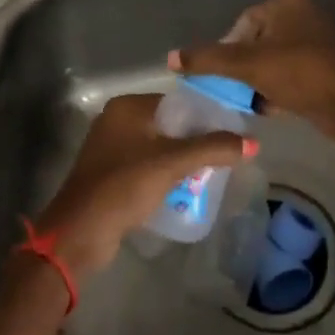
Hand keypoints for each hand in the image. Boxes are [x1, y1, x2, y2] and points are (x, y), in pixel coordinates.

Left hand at [32, 93, 256, 279]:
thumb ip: (212, 148)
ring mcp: (110, 148)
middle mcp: (116, 120)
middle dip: (194, 140)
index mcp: (127, 107)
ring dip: (180, 160)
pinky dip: (164, 174)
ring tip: (210, 174)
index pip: (176, 102)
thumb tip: (253, 142)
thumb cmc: (125, 185)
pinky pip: (146, 166)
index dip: (204, 116)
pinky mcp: (110, 174)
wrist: (80, 232)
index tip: (230, 133)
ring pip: (158, 147)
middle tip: (223, 157)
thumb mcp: (173, 163)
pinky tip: (184, 188)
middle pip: (168, 124)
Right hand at [168, 0, 334, 158]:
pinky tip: (270, 109)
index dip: (228, 49)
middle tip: (234, 90)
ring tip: (251, 101)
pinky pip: (289, 76)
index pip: (242, 24)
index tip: (223, 75)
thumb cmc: (298, 73)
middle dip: (242, 69)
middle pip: (255, 44)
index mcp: (286, 4)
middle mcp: (302, 17)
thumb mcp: (247, 65)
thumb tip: (170, 58)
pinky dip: (277, 91)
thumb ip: (208, 60)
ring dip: (258, 82)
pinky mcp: (324, 69)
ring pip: (271, 62)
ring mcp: (315, 43)